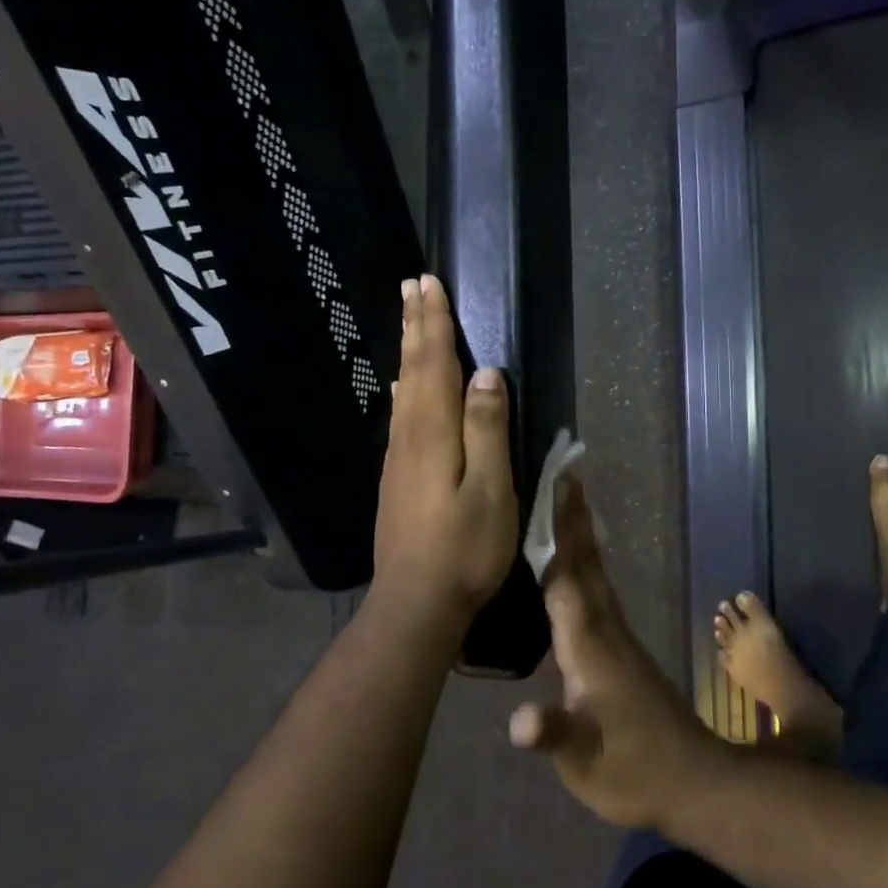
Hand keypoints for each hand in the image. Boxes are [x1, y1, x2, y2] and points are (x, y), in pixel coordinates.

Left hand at [371, 275, 519, 625]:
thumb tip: (488, 374)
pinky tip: (402, 388)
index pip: (434, 364)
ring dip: (407, 350)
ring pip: (403, 390)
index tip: (429, 284)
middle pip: (412, 369)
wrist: (415, 603)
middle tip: (411, 286)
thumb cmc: (464, 549)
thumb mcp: (491, 489)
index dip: (433, 324)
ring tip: (408, 321)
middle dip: (415, 325)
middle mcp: (408, 436)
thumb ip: (488, 429)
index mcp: (433, 433)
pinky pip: (400, 415)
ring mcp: (397, 458)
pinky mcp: (396, 477)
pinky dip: (404, 387)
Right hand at [509, 474, 721, 830]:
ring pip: (594, 573)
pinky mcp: (623, 648)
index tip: (552, 489)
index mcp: (590, 645)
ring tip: (566, 502)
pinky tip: (578, 562)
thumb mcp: (587, 763)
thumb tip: (519, 721)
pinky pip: (597, 589)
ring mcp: (617, 636)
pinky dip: (585, 562)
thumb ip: (555, 735)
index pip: (566, 579)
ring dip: (580, 534)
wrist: (695, 781)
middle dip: (571, 518)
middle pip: (585, 563)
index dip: (556, 534)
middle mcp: (605, 628)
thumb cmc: (634, 771)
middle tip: (562, 473)